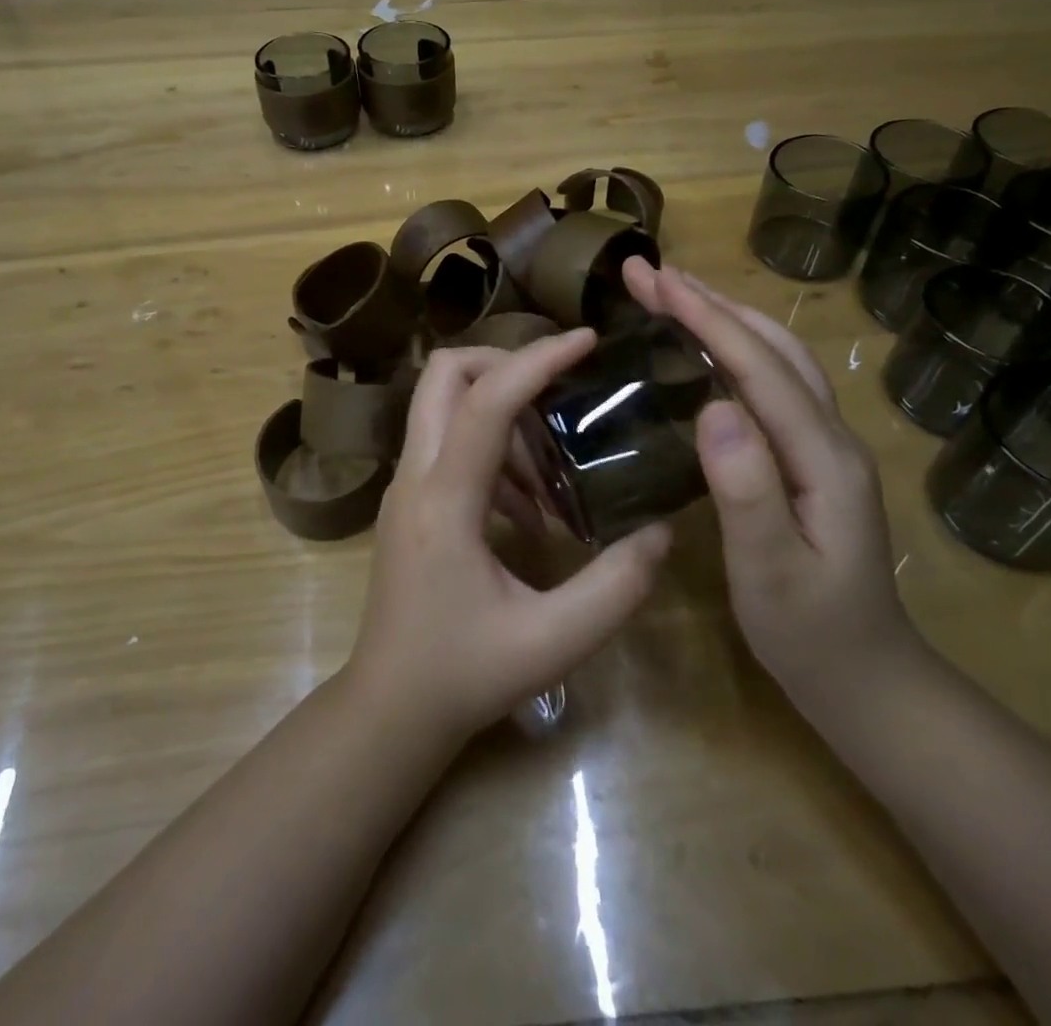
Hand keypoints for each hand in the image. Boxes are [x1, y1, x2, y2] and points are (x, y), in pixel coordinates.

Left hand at [345, 331, 672, 741]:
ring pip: (446, 405)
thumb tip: (661, 531)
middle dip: (505, 363)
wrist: (389, 708)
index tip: (586, 341)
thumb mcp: (553, 642)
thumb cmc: (464, 676)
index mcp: (443, 501)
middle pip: (444, 376)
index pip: (485, 402)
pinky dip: (495, 451)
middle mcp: (415, 478)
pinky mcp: (411, 501)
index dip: (537, 361)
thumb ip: (614, 587)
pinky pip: (451, 444)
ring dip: (505, 416)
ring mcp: (406, 487)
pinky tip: (532, 510)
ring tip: (556, 473)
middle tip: (562, 388)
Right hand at [622, 259, 917, 711]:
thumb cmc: (812, 635)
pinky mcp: (810, 458)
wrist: (869, 681)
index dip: (707, 319)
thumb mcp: (771, 573)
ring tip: (672, 293)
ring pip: (776, 359)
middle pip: (772, 348)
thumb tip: (712, 408)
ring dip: (725, 317)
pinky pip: (771, 384)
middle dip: (711, 302)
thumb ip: (746, 490)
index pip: (760, 368)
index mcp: (823, 457)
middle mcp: (830, 436)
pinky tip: (704, 351)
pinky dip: (734, 349)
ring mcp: (824, 446)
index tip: (656, 281)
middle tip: (649, 273)